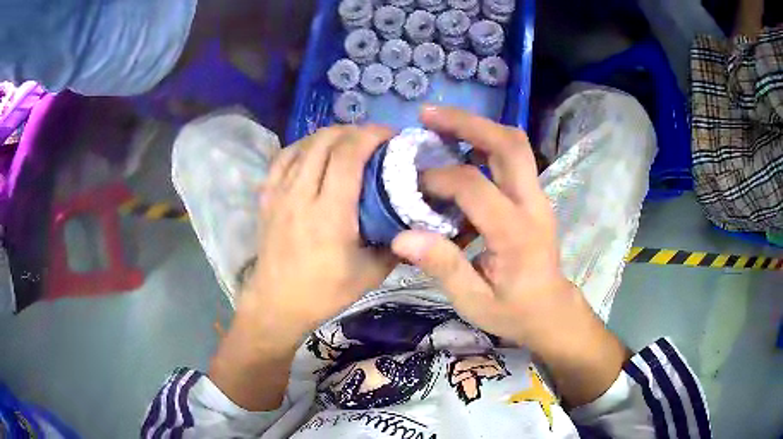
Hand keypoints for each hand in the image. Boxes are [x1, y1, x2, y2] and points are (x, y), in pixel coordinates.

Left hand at [244, 125, 395, 344]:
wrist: (277, 303)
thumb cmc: (324, 292)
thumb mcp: (370, 274)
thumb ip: (395, 243)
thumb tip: (413, 219)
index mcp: (329, 214)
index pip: (348, 155)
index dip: (371, 135)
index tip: (390, 135)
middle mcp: (300, 195)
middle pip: (324, 141)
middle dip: (353, 131)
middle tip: (373, 140)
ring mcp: (278, 193)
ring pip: (303, 144)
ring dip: (329, 136)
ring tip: (347, 143)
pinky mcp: (266, 197)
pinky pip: (283, 157)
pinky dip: (303, 147)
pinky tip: (315, 153)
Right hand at [392, 107, 627, 405]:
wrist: (551, 310)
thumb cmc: (513, 311)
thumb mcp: (474, 302)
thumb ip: (443, 267)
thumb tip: (402, 236)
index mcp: (516, 234)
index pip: (474, 187)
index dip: (438, 179)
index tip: (411, 185)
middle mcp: (532, 204)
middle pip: (508, 144)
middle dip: (467, 122)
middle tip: (428, 115)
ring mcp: (537, 196)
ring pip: (514, 144)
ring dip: (477, 127)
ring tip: (439, 124)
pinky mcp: (533, 196)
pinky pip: (512, 157)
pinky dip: (484, 143)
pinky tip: (459, 149)